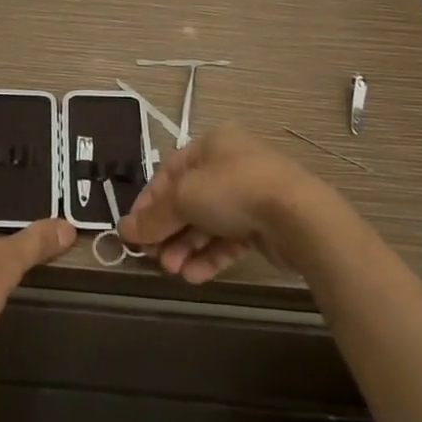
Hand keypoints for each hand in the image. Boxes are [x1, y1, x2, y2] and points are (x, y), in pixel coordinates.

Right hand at [118, 125, 343, 283]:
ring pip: (208, 223)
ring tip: (174, 271)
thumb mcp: (183, 198)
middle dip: (169, 232)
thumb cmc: (233, 190)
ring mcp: (250, 195)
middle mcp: (230, 165)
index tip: (133, 232)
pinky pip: (229, 239)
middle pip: (188, 200)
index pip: (168, 174)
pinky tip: (194, 276)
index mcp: (211, 145)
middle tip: (154, 258)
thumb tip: (124, 231)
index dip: (148, 204)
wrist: (298, 216)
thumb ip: (153, 218)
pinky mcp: (265, 224)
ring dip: (187, 248)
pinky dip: (210, 256)